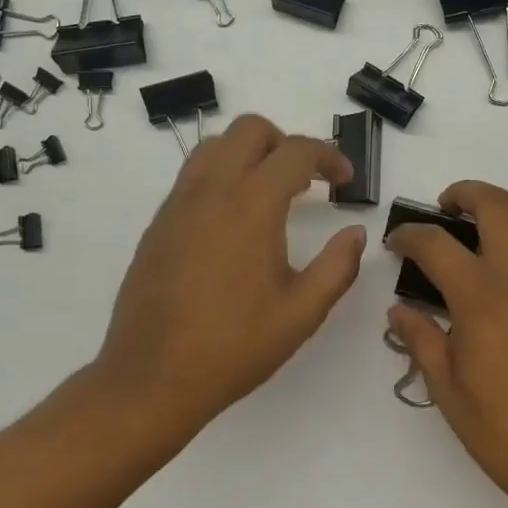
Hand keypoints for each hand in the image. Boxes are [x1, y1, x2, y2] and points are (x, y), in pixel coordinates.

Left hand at [92, 115, 364, 442]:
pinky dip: (222, 176)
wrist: (151, 377)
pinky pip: (193, 176)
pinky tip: (235, 223)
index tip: (345, 182)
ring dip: (250, 154)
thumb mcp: (302, 312)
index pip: (296, 152)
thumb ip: (338, 266)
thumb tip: (356, 233)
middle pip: (250, 130)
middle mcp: (211, 191)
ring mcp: (178, 204)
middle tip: (307, 181)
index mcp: (251, 206)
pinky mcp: (158, 224)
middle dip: (286, 143)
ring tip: (271, 194)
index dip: (329, 157)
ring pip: (215, 146)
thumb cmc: (234, 346)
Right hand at [386, 182, 507, 507]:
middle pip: (497, 203)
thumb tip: (401, 311)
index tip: (398, 243)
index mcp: (482, 297)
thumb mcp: (451, 394)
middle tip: (446, 212)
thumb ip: (423, 342)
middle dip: (464, 194)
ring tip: (488, 240)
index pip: (436, 243)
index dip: (410, 235)